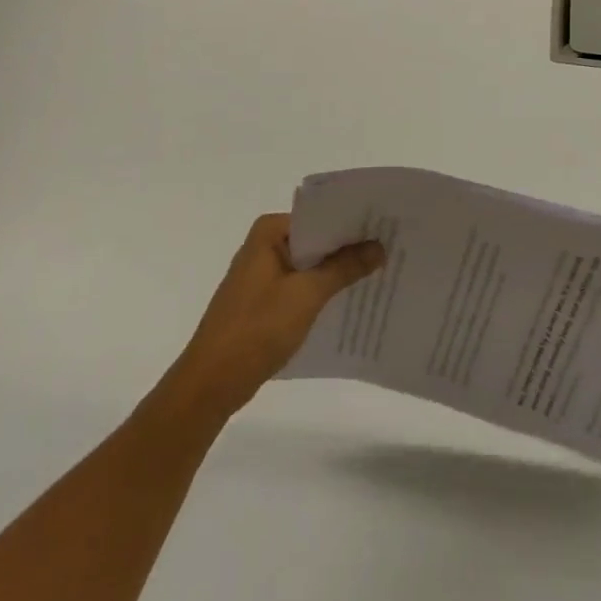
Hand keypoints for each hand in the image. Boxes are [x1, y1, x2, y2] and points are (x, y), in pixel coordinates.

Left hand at [163, 214, 383, 420]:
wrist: (210, 384)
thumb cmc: (256, 330)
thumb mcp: (306, 295)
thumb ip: (344, 268)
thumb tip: (378, 246)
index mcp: (269, 232)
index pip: (320, 215)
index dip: (353, 222)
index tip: (385, 226)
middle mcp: (264, 245)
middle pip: (316, 239)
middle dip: (349, 247)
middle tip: (390, 248)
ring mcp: (262, 274)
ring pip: (310, 264)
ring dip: (337, 271)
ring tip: (379, 273)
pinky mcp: (263, 301)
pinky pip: (301, 286)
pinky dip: (322, 291)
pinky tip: (350, 301)